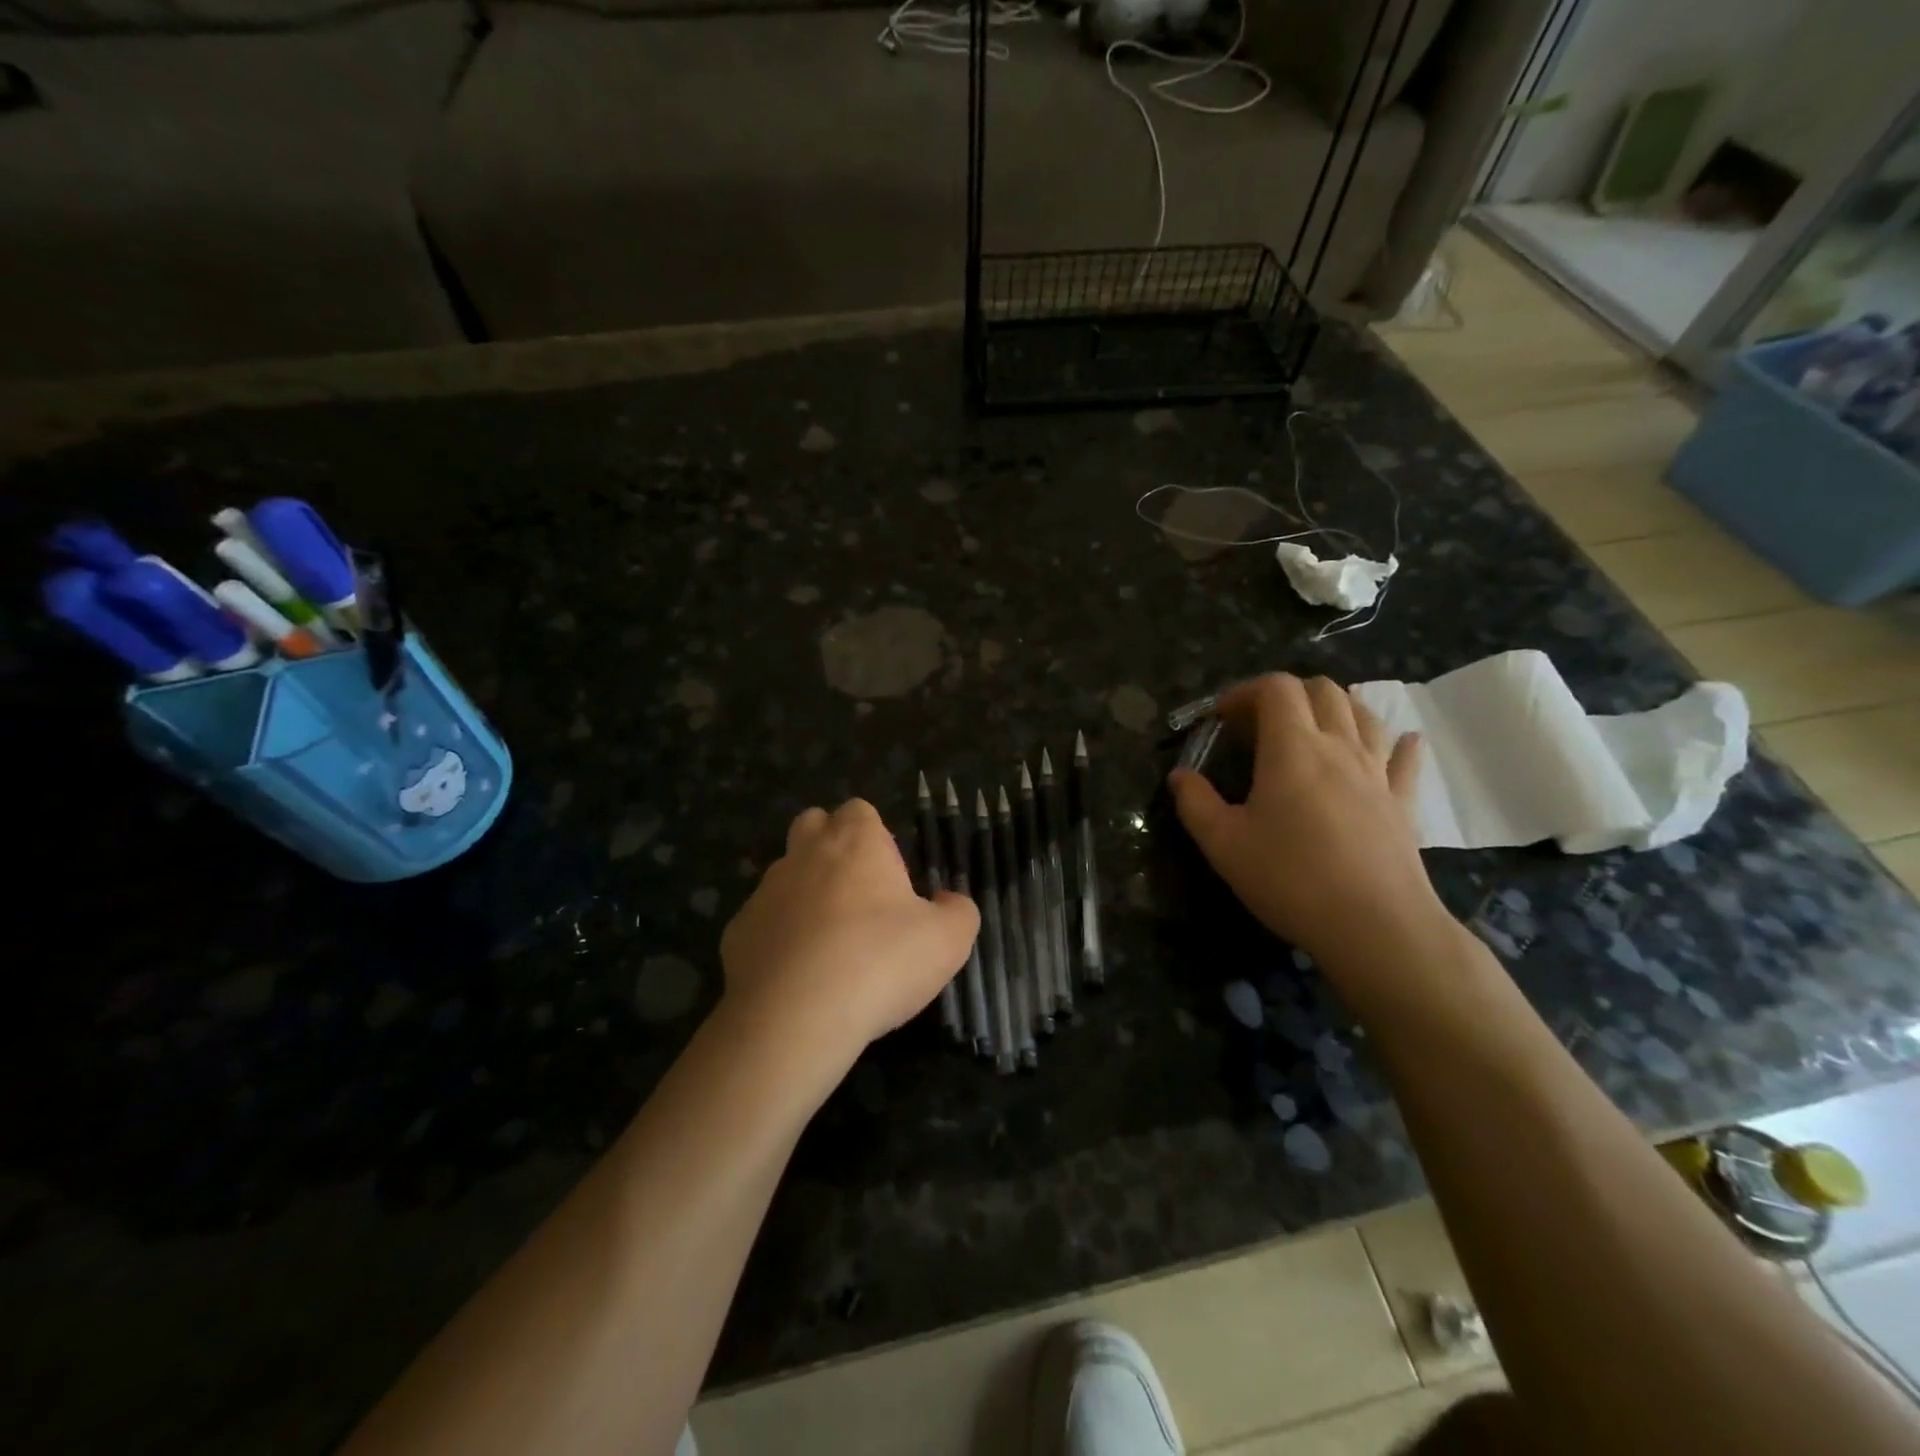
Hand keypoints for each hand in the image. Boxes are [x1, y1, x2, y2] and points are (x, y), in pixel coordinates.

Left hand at [720, 799, 979, 1067]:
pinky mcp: (737, 934)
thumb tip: (950, 903)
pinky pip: (762, 924)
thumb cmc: (880, 963)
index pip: (859, 811)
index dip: (876, 837)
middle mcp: (804, 855)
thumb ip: (958, 912)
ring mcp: (764, 893)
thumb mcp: (948, 941)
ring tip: (828, 947)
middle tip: (858, 898)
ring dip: (804, 897)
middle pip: (812, 826)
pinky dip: (778, 940)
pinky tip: (796, 979)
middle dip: (830, 848)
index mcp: (855, 842)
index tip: (890, 878)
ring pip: (784, 877)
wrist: (794, 1019)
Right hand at [1167, 675, 1446, 979]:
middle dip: (1288, 694)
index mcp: (1292, 748)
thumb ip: (1195, 803)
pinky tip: (1400, 742)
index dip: (1245, 692)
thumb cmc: (1290, 879)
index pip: (1276, 688)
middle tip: (1260, 725)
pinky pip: (1405, 758)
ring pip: (1364, 714)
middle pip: (1322, 690)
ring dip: (1335, 708)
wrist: (1375, 926)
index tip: (1222, 720)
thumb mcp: (1223, 844)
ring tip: (1313, 729)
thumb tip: (1179, 776)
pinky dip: (1397, 742)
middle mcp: (1339, 746)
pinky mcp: (1403, 801)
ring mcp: (1377, 772)